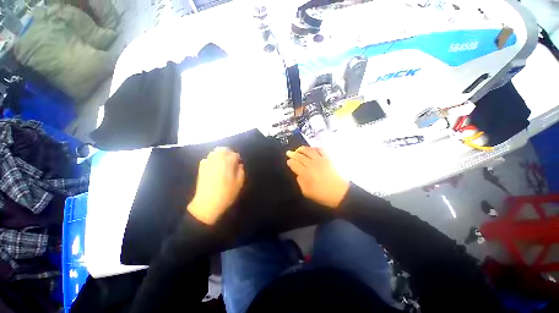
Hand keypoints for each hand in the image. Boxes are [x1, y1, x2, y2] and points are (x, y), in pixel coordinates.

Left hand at [188, 147, 244, 224]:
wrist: (207, 203)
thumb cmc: (226, 193)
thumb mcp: (239, 183)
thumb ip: (241, 171)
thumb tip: (239, 164)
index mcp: (228, 162)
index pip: (235, 155)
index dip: (238, 159)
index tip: (238, 164)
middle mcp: (217, 159)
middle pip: (223, 149)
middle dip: (228, 153)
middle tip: (231, 160)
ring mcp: (208, 163)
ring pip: (214, 152)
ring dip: (220, 155)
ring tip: (222, 163)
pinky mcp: (201, 168)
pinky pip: (207, 159)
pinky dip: (211, 160)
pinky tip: (214, 168)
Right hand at [286, 146, 348, 208]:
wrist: (341, 193)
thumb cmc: (323, 195)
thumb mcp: (307, 192)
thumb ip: (300, 182)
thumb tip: (298, 174)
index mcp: (306, 174)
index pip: (295, 164)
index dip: (290, 162)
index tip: (288, 161)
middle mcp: (312, 164)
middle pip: (300, 156)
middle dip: (293, 154)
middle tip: (289, 153)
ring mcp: (321, 160)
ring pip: (309, 150)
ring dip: (302, 149)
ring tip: (298, 149)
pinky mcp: (328, 158)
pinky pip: (321, 149)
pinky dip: (315, 148)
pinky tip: (312, 149)